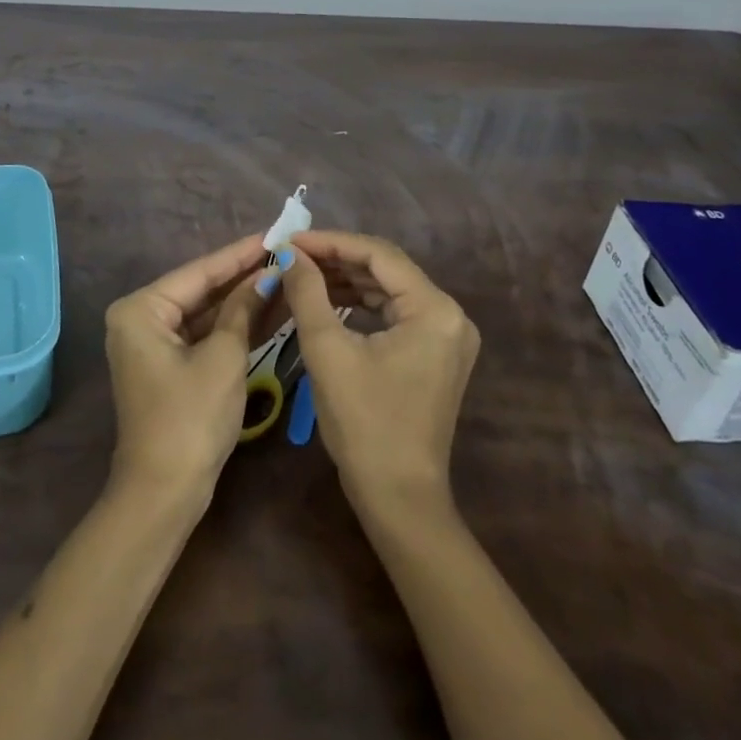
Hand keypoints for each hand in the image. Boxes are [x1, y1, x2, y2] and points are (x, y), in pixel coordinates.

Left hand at [104, 235, 269, 505]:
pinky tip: (268, 309)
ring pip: (204, 312)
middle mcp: (139, 319)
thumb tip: (265, 276)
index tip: (273, 234)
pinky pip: (202, 335)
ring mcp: (151, 344)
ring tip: (284, 275)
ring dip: (242, 300)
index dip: (240, 254)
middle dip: (243, 276)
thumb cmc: (191, 419)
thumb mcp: (224, 357)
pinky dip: (232, 326)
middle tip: (283, 252)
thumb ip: (243, 309)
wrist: (164, 494)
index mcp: (141, 309)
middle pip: (201, 289)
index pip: (200, 272)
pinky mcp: (167, 366)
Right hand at [282, 231, 479, 513]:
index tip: (290, 239)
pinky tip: (328, 299)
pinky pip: (395, 312)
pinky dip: (361, 303)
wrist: (398, 499)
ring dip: (347, 279)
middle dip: (337, 259)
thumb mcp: (328, 351)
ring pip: (390, 289)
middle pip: (387, 269)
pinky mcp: (435, 353)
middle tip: (293, 255)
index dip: (331, 242)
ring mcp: (446, 335)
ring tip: (303, 273)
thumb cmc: (364, 424)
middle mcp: (450, 315)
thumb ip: (308, 292)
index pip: (378, 255)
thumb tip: (291, 254)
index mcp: (434, 309)